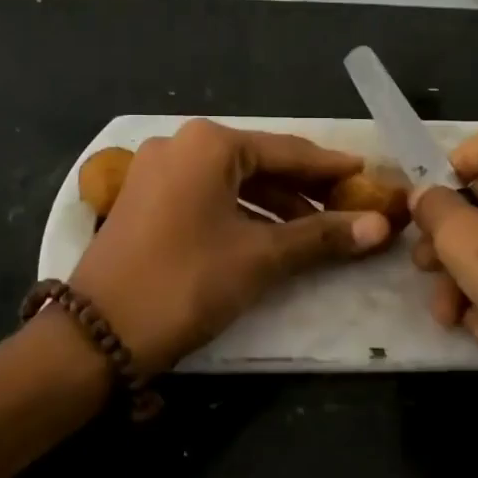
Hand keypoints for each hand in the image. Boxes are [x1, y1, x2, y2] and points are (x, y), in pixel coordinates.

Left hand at [69, 119, 394, 378]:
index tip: (367, 174)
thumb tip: (381, 226)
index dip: (331, 168)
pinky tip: (268, 236)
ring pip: (232, 181)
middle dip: (304, 189)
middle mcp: (180, 145)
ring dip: (275, 204)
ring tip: (315, 230)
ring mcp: (156, 171)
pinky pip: (207, 196)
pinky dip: (241, 213)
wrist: (97, 333)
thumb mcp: (260, 258)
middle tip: (348, 208)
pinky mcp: (144, 199)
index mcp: (208, 144)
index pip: (287, 151)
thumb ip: (320, 236)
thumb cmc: (186, 282)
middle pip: (259, 163)